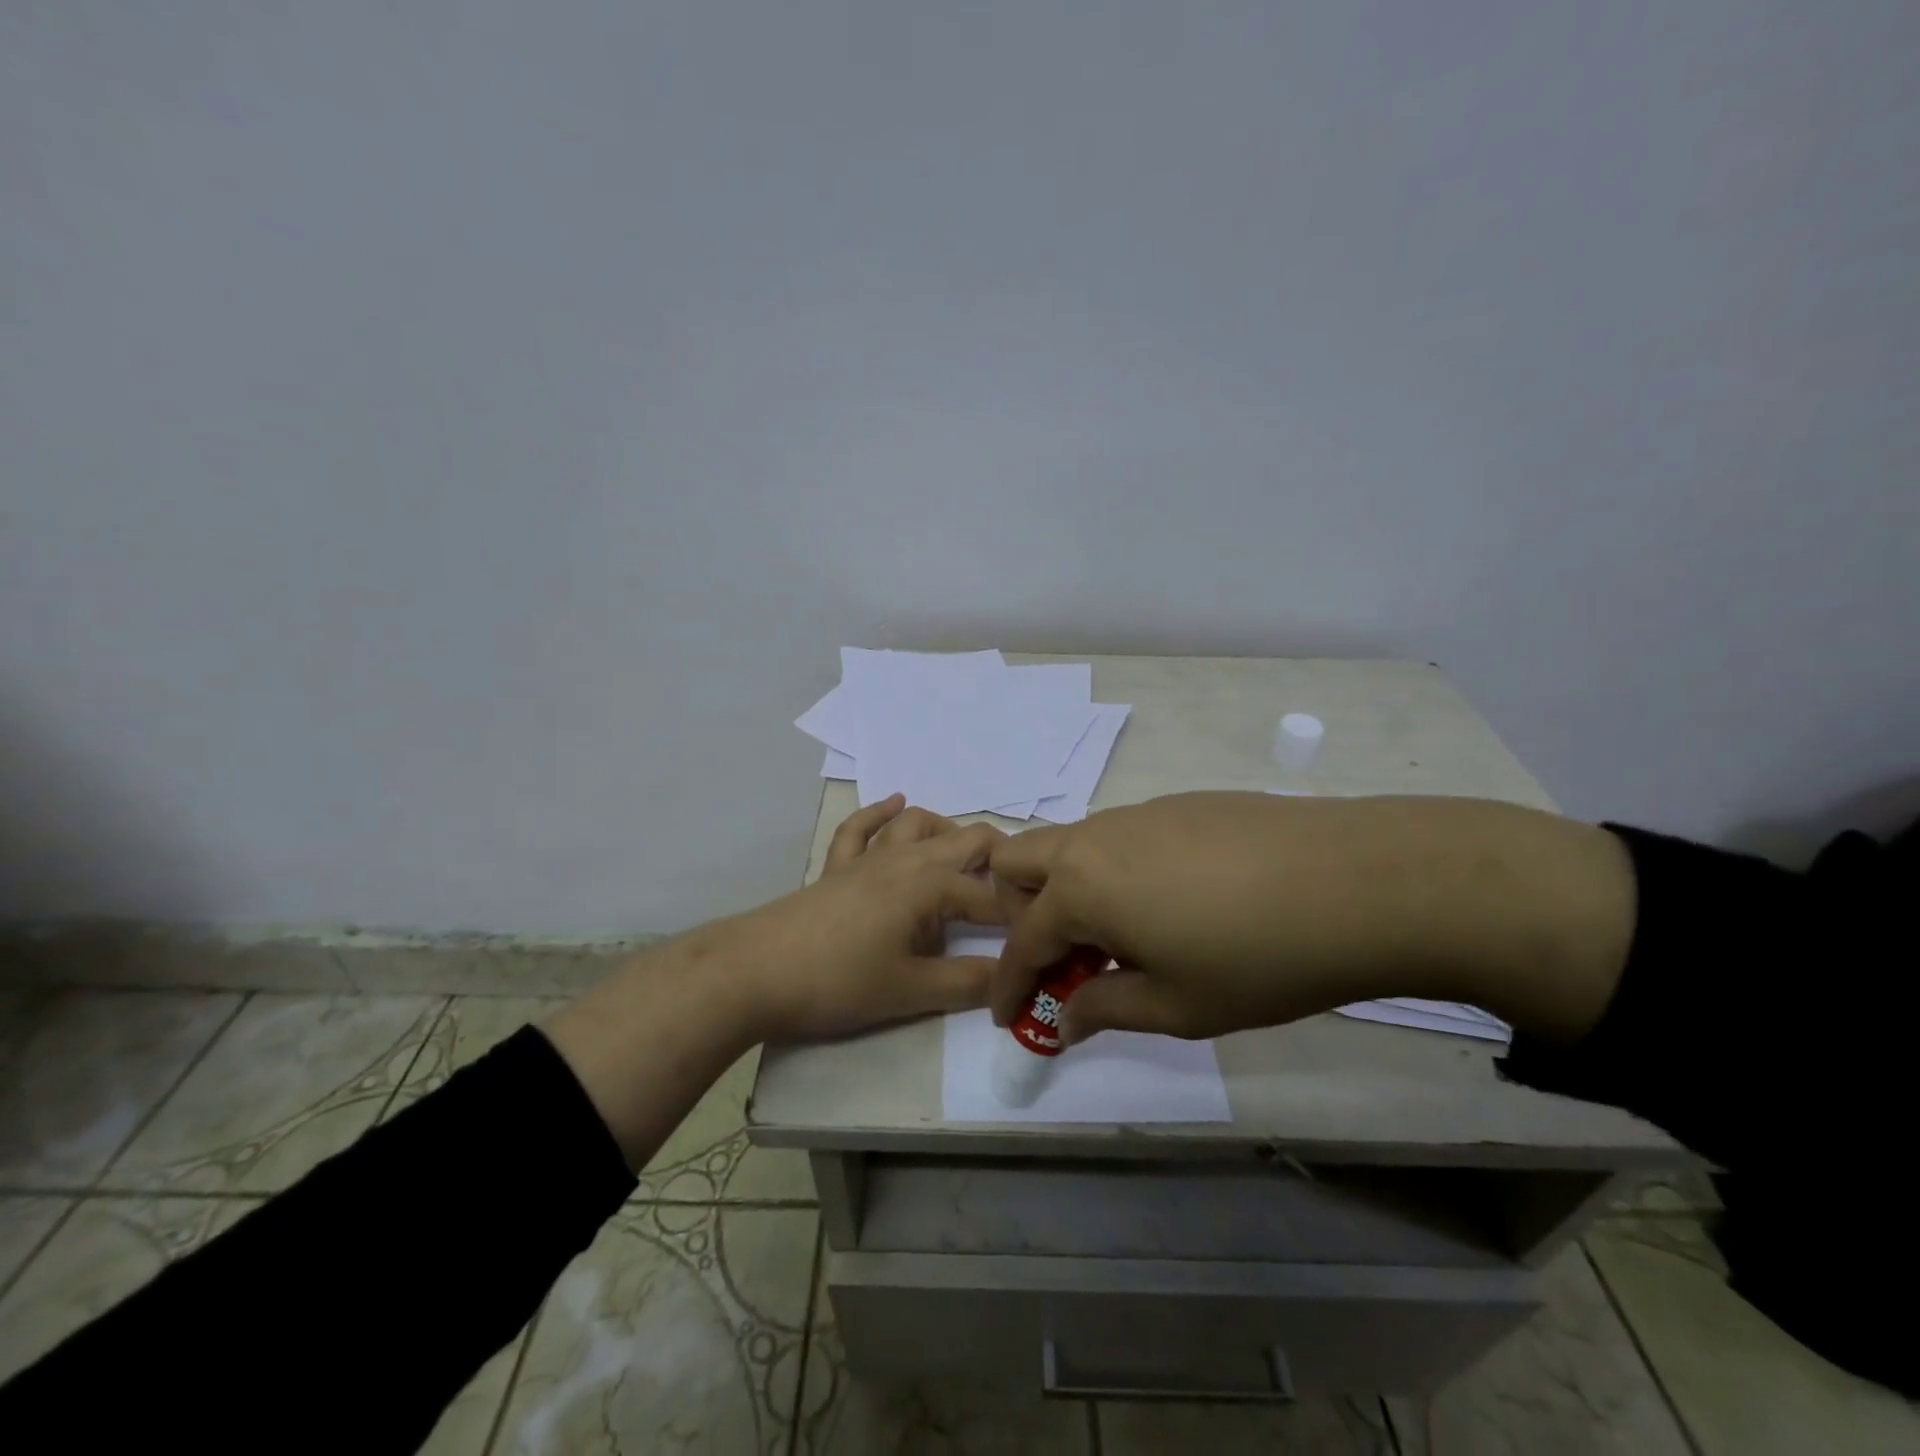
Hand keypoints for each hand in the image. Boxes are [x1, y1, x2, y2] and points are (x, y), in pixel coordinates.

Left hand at [712, 794, 1006, 1042]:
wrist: (756, 971)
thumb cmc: (840, 981)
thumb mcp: (911, 990)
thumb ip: (968, 983)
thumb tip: (1013, 980)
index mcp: (930, 885)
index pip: (988, 896)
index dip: (1015, 917)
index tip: (1033, 939)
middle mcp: (905, 859)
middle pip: (963, 840)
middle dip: (998, 859)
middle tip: (1016, 891)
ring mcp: (868, 858)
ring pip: (916, 825)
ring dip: (947, 832)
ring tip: (966, 856)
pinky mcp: (836, 867)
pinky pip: (860, 828)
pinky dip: (881, 813)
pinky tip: (894, 803)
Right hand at [987, 792, 1634, 1045]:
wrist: (1358, 881)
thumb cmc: (1256, 958)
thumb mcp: (1176, 1005)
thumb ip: (1105, 1008)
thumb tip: (1065, 1016)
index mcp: (1080, 887)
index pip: (1022, 941)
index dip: (1010, 985)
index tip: (1009, 1018)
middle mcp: (1095, 839)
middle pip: (1019, 862)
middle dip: (1018, 911)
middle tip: (1058, 959)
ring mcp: (1137, 814)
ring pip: (1071, 844)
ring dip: (1069, 891)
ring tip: (1120, 939)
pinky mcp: (1179, 804)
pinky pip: (1120, 837)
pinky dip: (1114, 872)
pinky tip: (1170, 905)